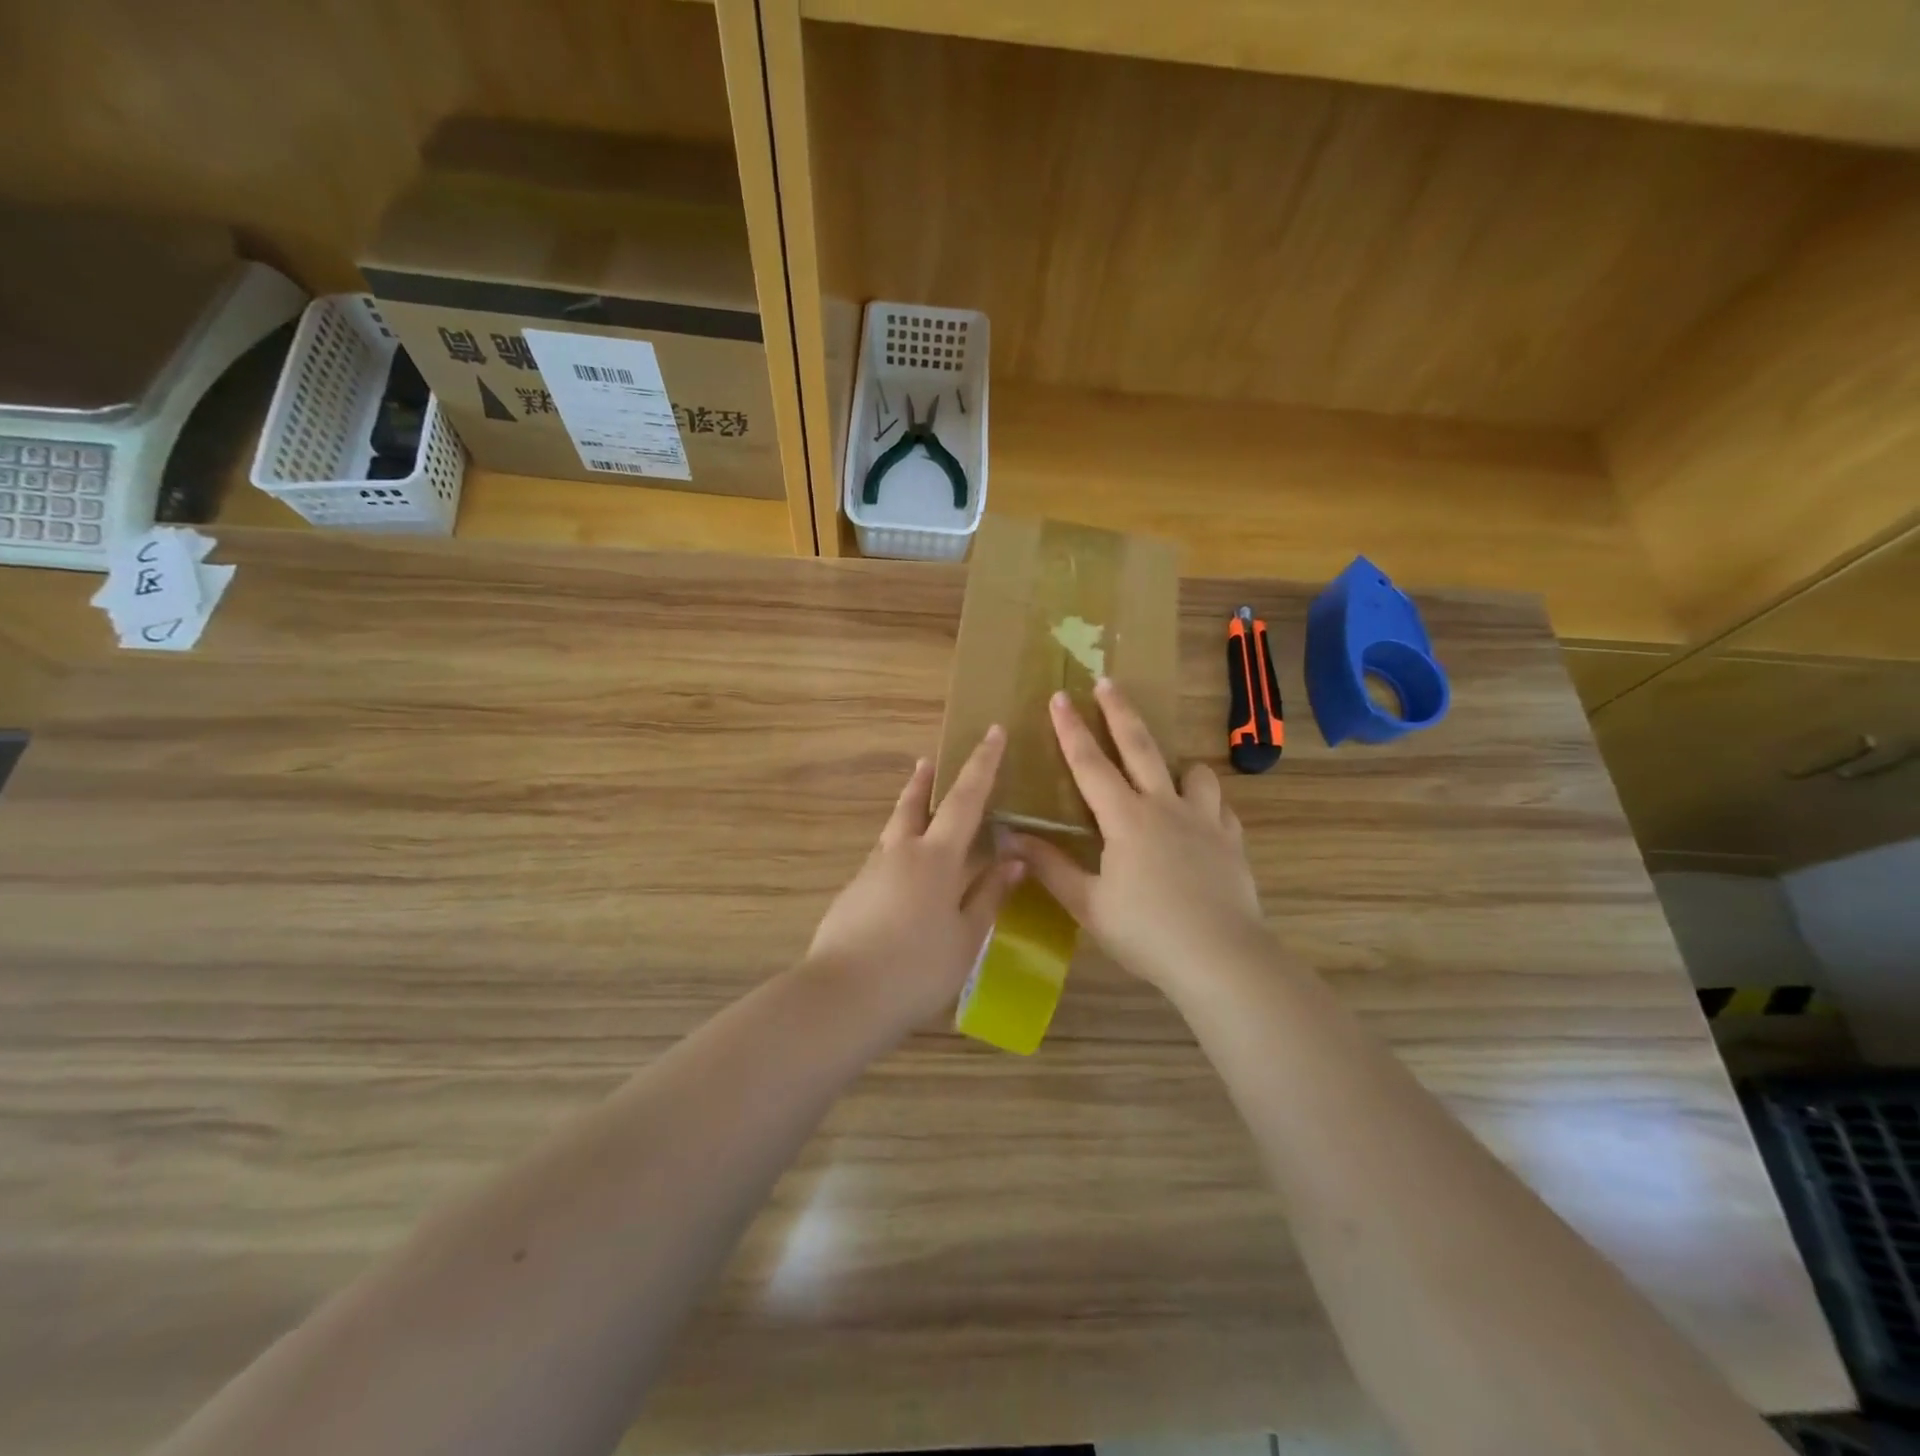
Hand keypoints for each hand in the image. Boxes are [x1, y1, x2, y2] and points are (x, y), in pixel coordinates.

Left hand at [806, 728, 1024, 1030]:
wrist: (844, 996)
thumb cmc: (917, 967)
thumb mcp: (966, 936)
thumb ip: (988, 895)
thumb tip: (1014, 859)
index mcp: (935, 858)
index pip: (965, 800)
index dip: (982, 765)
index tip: (991, 732)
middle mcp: (900, 854)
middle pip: (913, 806)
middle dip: (925, 782)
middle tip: (928, 761)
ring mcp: (871, 873)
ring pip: (893, 833)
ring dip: (907, 815)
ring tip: (917, 812)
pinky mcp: (852, 896)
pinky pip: (882, 863)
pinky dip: (897, 855)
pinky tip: (902, 880)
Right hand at [1010, 680, 1266, 994]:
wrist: (1220, 957)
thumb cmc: (1146, 932)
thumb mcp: (1089, 905)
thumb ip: (1051, 867)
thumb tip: (1011, 838)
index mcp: (1125, 819)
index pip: (1090, 763)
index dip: (1071, 729)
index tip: (1060, 696)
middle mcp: (1165, 807)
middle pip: (1141, 747)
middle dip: (1120, 712)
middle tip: (1109, 682)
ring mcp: (1204, 821)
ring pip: (1194, 773)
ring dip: (1178, 765)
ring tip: (1169, 773)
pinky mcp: (1232, 841)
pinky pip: (1221, 809)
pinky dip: (1208, 806)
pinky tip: (1201, 822)